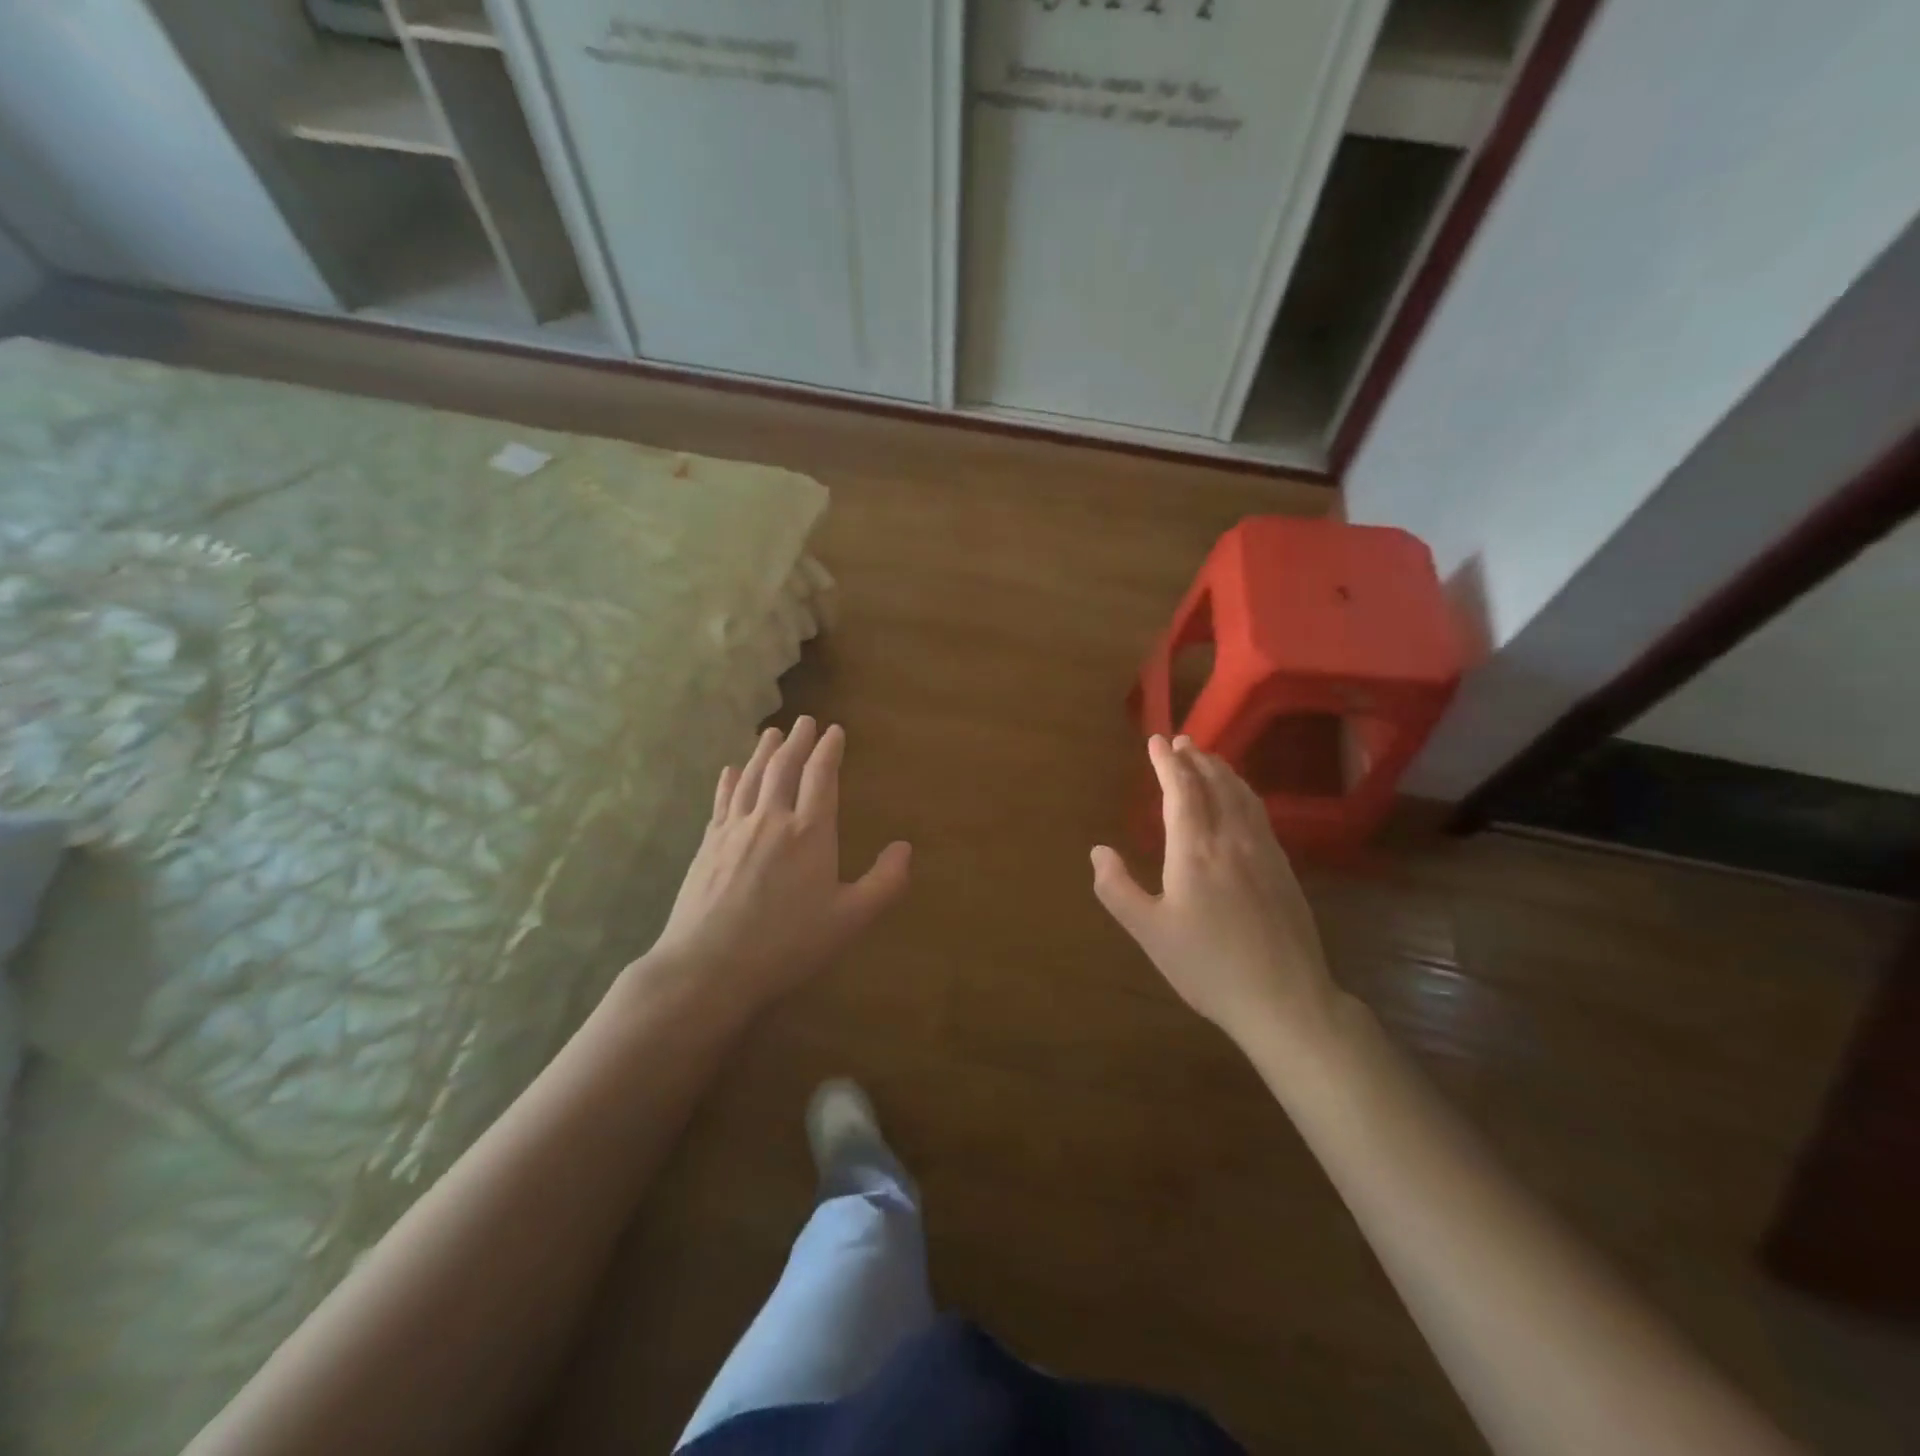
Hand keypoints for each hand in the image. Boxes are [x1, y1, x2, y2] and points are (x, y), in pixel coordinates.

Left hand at [634, 717, 910, 1018]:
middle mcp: (772, 819)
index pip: (822, 777)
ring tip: (772, 733)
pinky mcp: (709, 844)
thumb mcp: (849, 920)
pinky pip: (722, 800)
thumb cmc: (787, 944)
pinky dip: (730, 780)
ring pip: (752, 777)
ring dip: (764, 751)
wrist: (709, 966)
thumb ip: (883, 883)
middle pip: (784, 768)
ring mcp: (735, 829)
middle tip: (804, 721)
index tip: (834, 730)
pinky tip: (730, 771)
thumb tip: (906, 848)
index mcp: (810, 833)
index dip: (829, 750)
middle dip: (798, 741)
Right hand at [1091, 735, 1339, 1049]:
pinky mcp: (1283, 868)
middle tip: (1183, 741)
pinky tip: (1242, 800)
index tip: (1157, 741)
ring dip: (1223, 771)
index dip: (1167, 763)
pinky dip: (1244, 793)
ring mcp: (1263, 852)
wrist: (1285, 999)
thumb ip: (1118, 889)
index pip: (1181, 791)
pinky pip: (1260, 814)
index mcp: (1195, 851)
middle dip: (1196, 759)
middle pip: (1215, 785)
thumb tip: (1098, 851)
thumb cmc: (1207, 966)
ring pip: (1242, 796)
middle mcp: (1231, 840)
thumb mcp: (1149, 933)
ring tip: (1209, 759)